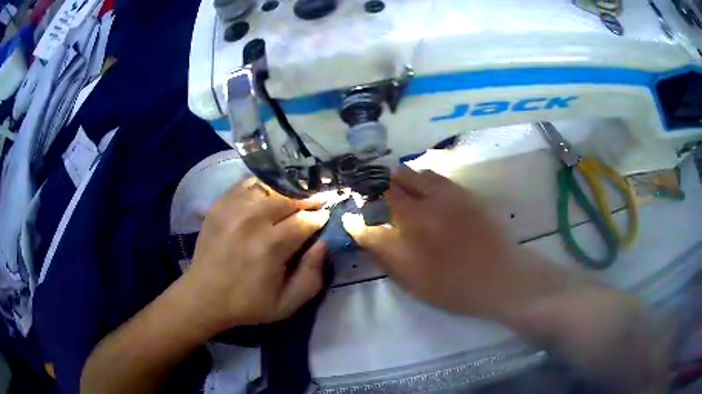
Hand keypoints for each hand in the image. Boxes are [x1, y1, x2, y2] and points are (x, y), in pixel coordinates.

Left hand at [181, 179, 329, 335]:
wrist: (204, 296)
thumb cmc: (248, 303)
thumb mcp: (287, 303)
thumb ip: (312, 276)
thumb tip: (322, 243)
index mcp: (271, 246)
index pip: (306, 220)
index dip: (320, 217)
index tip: (325, 218)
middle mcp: (252, 221)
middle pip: (290, 197)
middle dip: (307, 199)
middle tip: (315, 202)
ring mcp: (233, 208)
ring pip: (269, 187)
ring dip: (286, 191)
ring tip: (294, 198)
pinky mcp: (220, 204)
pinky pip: (247, 184)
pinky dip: (262, 186)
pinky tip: (268, 195)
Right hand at [342, 168, 667, 391]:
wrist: (503, 278)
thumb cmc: (456, 288)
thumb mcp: (413, 282)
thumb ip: (384, 253)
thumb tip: (361, 230)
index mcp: (409, 230)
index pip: (371, 210)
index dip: (359, 210)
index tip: (354, 213)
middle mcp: (423, 206)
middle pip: (388, 185)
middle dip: (374, 189)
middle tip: (371, 201)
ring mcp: (444, 195)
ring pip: (409, 173)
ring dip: (395, 180)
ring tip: (393, 191)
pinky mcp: (462, 192)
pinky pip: (433, 175)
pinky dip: (418, 177)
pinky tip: (419, 187)